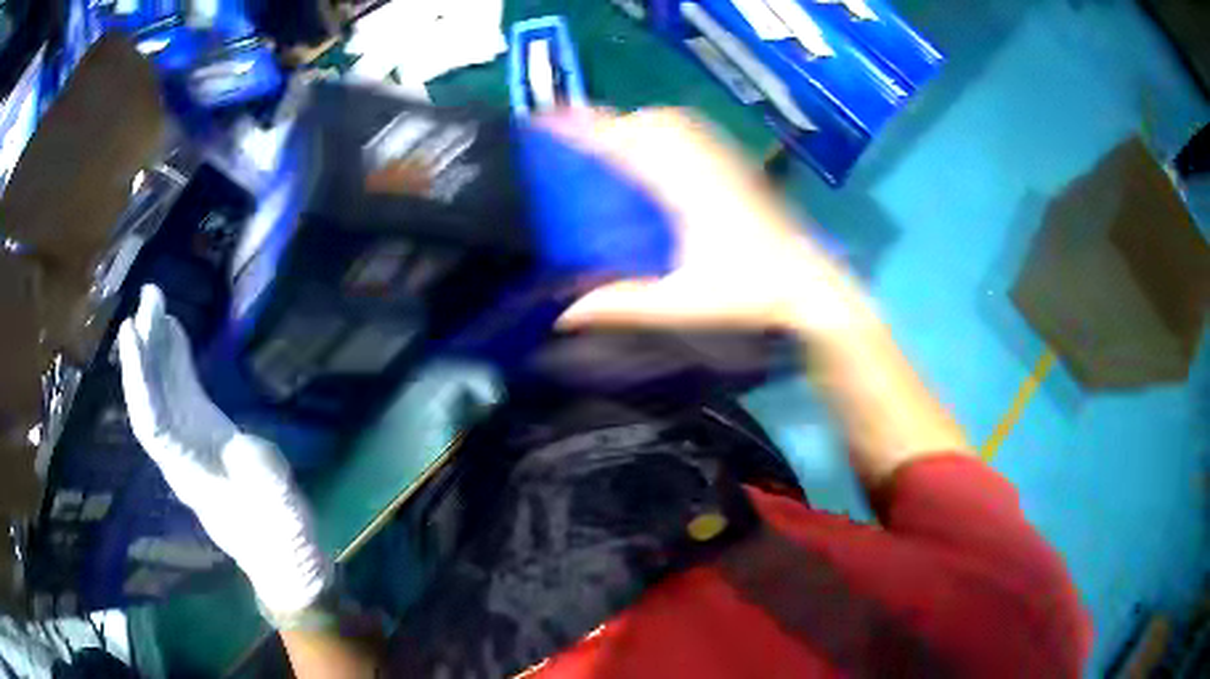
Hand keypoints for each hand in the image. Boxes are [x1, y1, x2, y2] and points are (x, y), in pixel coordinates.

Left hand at [118, 285, 329, 614]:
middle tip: (148, 297)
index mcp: (191, 471)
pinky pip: (181, 393)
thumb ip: (261, 478)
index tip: (133, 332)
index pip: (153, 421)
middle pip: (150, 397)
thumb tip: (244, 447)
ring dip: (157, 347)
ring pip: (162, 391)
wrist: (283, 556)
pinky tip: (174, 331)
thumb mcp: (280, 509)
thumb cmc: (280, 536)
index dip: (140, 378)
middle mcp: (180, 452)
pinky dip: (175, 360)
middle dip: (144, 349)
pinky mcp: (204, 434)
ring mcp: (191, 441)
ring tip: (155, 300)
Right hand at [544, 109, 872, 339]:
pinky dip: (666, 127)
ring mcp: (726, 161)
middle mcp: (705, 164)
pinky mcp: (739, 167)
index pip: (626, 144)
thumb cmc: (751, 294)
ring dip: (637, 122)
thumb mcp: (682, 303)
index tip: (550, 120)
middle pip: (648, 122)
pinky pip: (695, 131)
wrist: (810, 286)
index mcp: (685, 190)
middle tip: (577, 137)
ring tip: (612, 139)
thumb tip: (566, 314)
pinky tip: (660, 148)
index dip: (585, 128)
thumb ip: (624, 304)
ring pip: (673, 121)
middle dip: (608, 121)